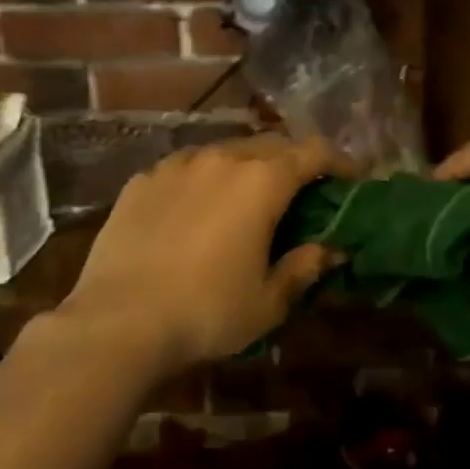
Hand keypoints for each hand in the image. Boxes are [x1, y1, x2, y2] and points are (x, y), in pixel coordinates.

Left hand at [50, 134, 349, 377]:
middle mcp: (222, 159)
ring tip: (246, 198)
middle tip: (301, 191)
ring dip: (247, 167)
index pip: (314, 151)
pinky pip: (185, 168)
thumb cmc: (206, 312)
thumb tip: (331, 250)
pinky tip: (196, 209)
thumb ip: (304, 268)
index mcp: (262, 182)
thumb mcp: (268, 301)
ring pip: (225, 151)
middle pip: (271, 144)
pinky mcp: (141, 181)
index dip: (339, 161)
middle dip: (294, 161)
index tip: (351, 178)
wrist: (117, 324)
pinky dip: (203, 179)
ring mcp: (177, 166)